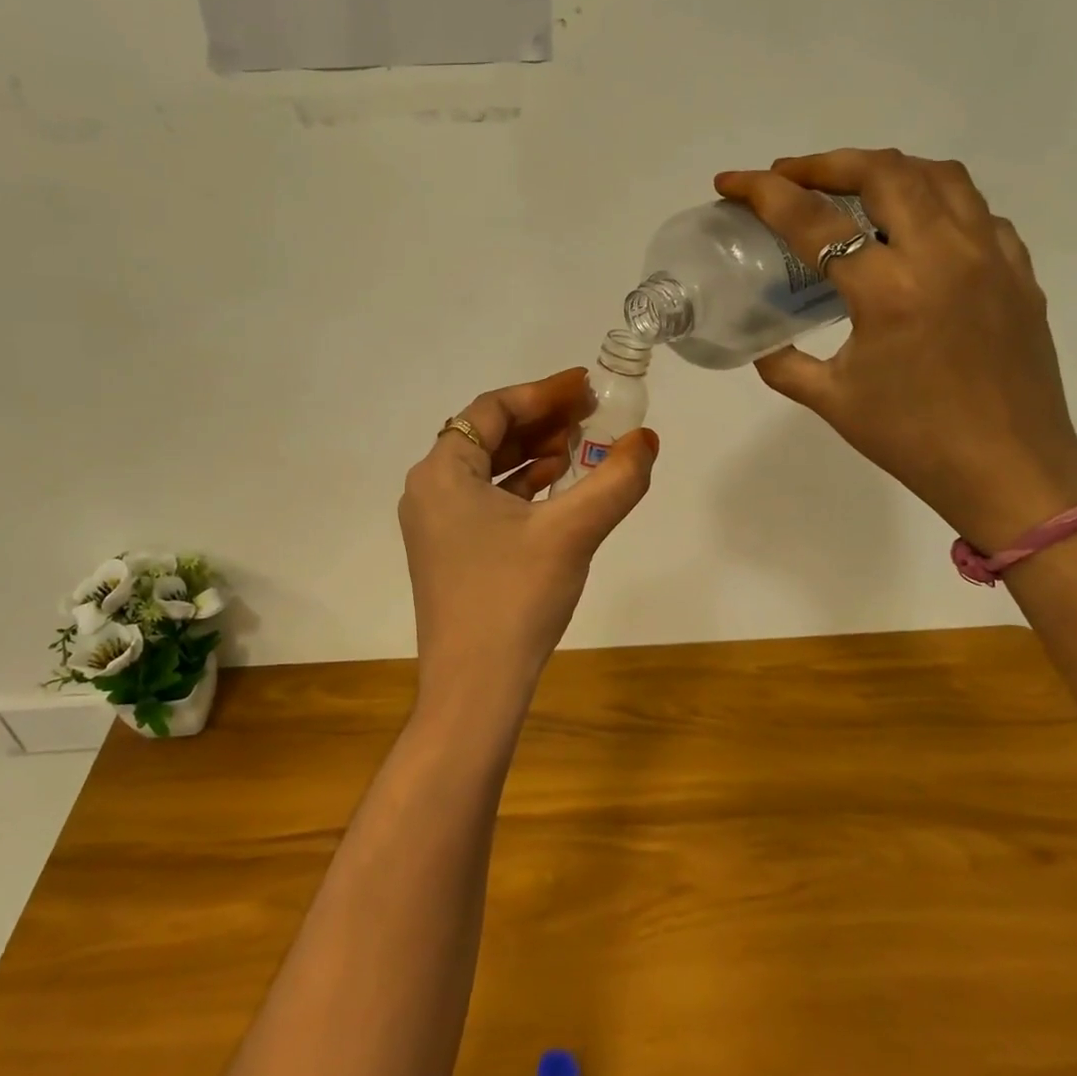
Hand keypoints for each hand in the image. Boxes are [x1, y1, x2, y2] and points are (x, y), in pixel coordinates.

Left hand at [399, 369, 658, 720]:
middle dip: (540, 421)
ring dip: (533, 453)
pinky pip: (486, 500)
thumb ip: (616, 480)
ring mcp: (435, 524)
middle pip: (487, 435)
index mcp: (442, 472)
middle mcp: (429, 490)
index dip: (543, 393)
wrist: (474, 688)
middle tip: (590, 414)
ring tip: (580, 446)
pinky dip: (521, 486)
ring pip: (487, 469)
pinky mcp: (449, 551)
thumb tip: (647, 440)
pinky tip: (558, 488)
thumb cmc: (514, 598)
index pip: (492, 409)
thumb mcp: (572, 532)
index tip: (586, 387)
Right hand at [717, 149, 1076, 551]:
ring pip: (938, 176)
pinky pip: (976, 211)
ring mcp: (990, 257)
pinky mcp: (1018, 271)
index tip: (731, 181)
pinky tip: (915, 228)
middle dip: (825, 162)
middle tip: (789, 174)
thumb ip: (785, 364)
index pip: (815, 221)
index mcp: (889, 291)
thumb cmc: (913, 441)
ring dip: (884, 169)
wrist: (1010, 471)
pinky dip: (936, 201)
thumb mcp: (832, 401)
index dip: (764, 193)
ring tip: (849, 184)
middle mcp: (943, 256)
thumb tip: (762, 344)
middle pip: (883, 172)